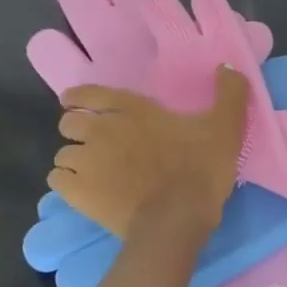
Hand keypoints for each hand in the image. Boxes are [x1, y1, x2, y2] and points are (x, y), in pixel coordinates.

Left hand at [50, 68, 249, 239]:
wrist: (176, 220)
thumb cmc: (199, 169)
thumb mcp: (226, 127)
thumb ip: (230, 93)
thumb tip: (227, 66)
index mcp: (131, 109)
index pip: (88, 93)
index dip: (79, 98)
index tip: (79, 105)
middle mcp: (101, 129)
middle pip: (68, 123)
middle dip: (78, 129)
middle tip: (97, 141)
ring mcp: (86, 162)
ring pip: (64, 153)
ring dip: (75, 158)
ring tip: (93, 170)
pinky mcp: (77, 194)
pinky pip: (57, 181)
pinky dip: (67, 182)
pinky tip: (84, 190)